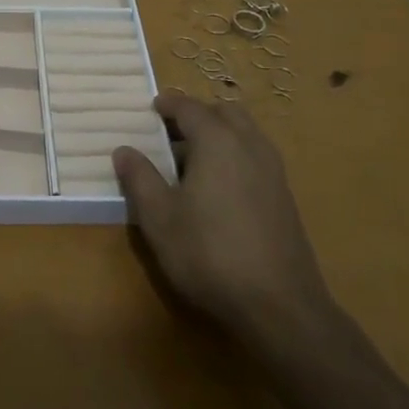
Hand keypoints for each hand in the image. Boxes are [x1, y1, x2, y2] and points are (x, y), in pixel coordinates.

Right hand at [113, 95, 335, 350]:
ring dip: (220, 134)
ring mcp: (273, 170)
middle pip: (224, 112)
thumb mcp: (159, 217)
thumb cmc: (209, 253)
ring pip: (245, 133)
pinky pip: (256, 157)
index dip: (168, 104)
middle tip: (172, 132)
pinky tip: (218, 190)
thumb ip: (139, 178)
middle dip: (198, 115)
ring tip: (192, 161)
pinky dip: (235, 155)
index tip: (151, 107)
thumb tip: (124, 150)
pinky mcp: (284, 196)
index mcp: (217, 141)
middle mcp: (250, 145)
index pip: (189, 107)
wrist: (278, 304)